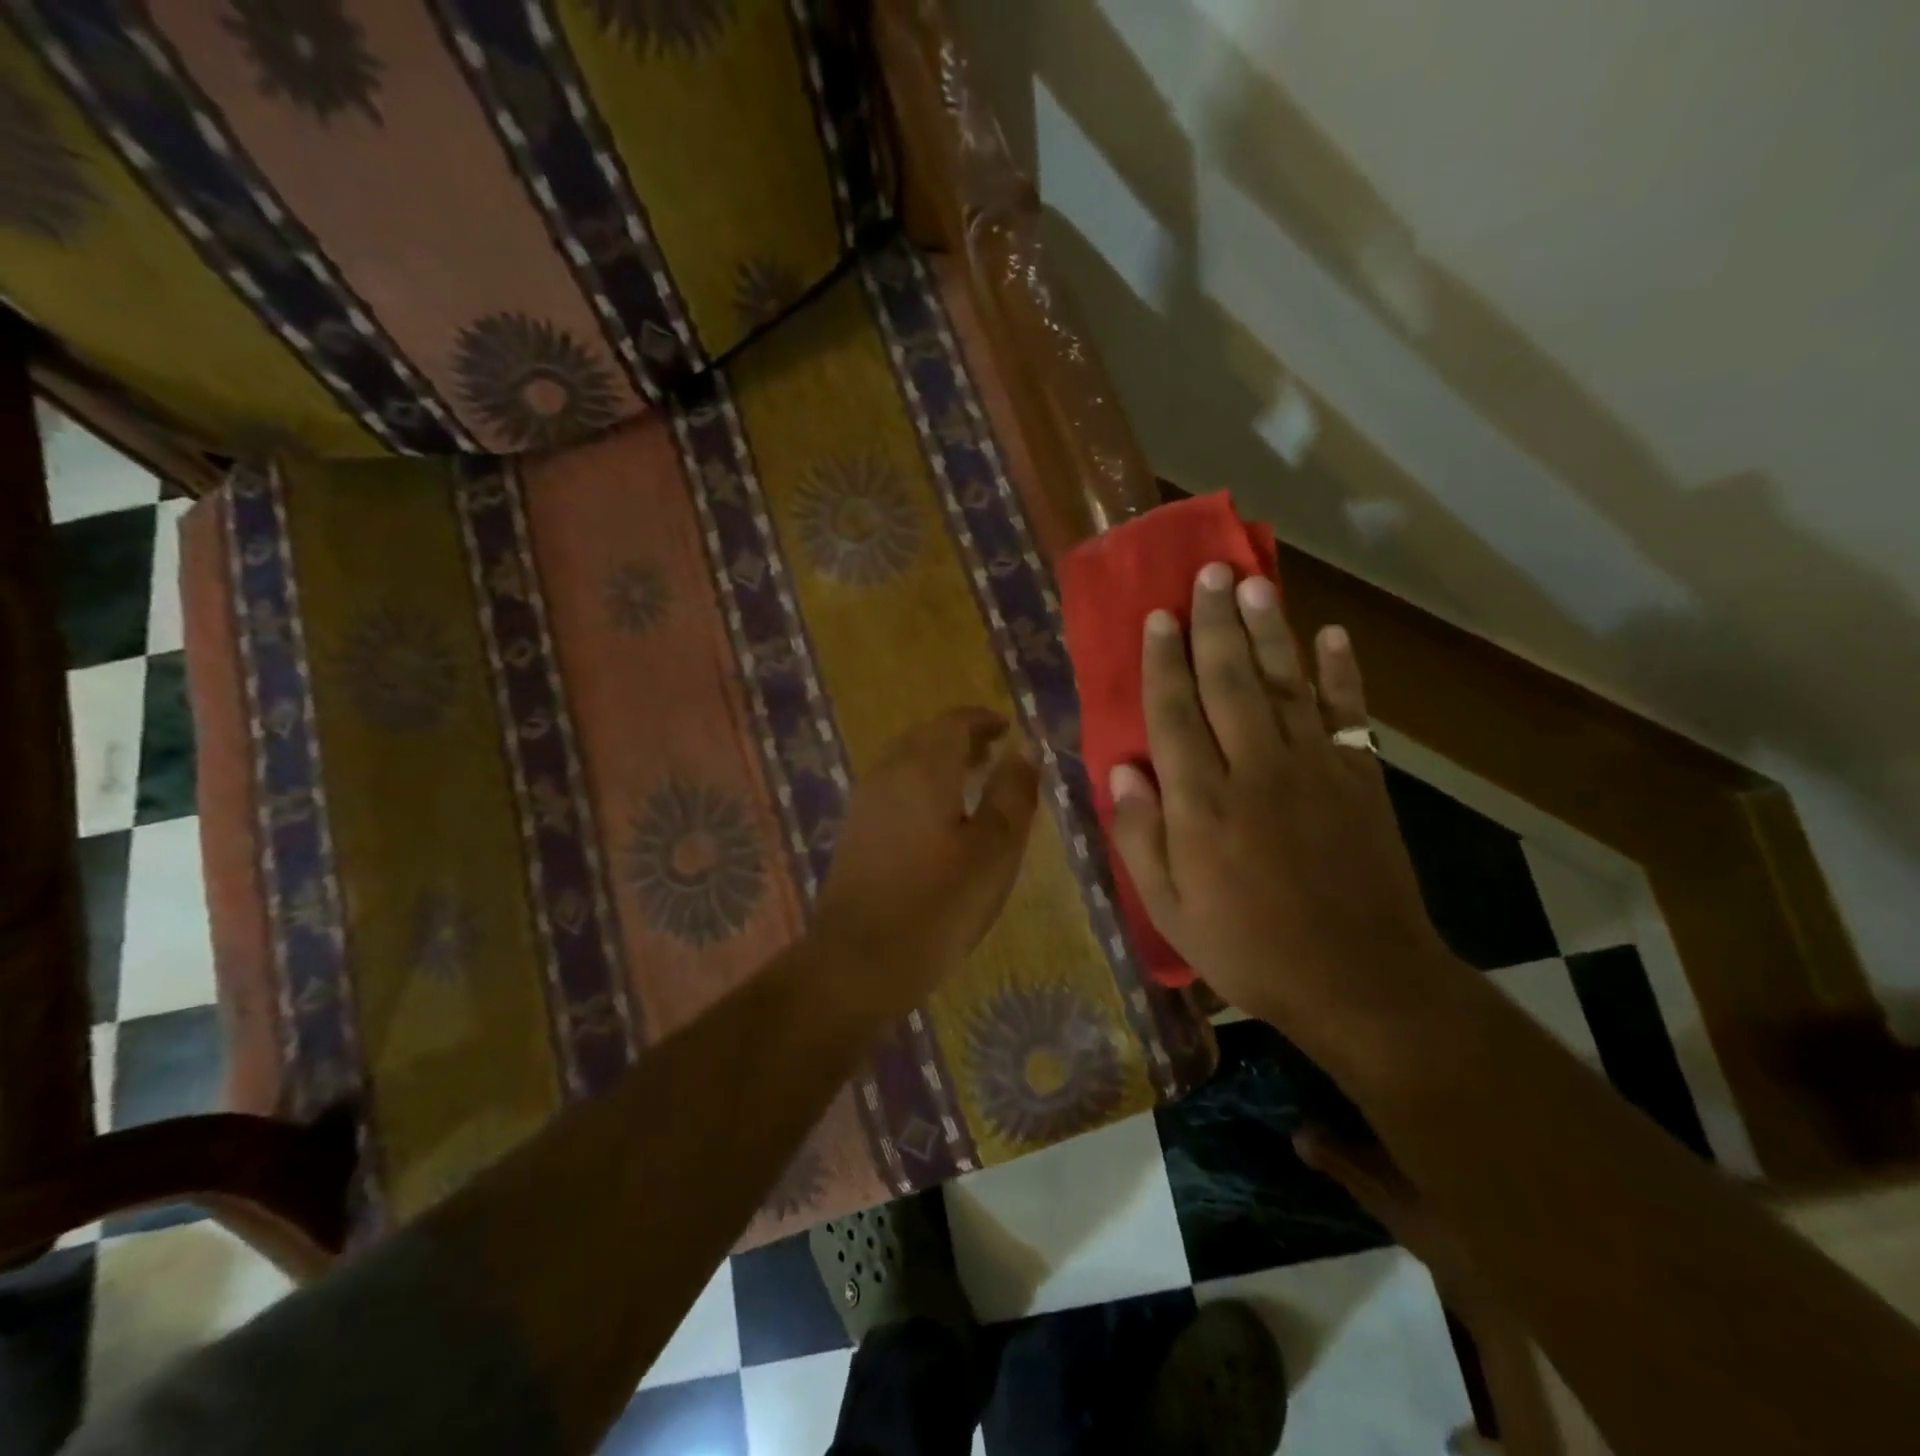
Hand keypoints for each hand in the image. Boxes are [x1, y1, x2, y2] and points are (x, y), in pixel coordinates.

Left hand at [812, 707, 1039, 1012]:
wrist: (857, 961)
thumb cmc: (938, 904)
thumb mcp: (994, 850)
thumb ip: (1012, 793)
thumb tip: (1024, 748)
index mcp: (924, 769)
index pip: (954, 723)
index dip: (984, 720)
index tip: (1009, 729)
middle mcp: (888, 773)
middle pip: (926, 737)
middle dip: (961, 738)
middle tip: (994, 754)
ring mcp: (865, 802)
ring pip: (906, 761)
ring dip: (939, 761)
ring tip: (972, 781)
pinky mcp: (855, 830)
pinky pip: (893, 787)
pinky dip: (921, 784)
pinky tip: (938, 817)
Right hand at [1108, 563, 1456, 1062]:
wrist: (1361, 982)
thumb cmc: (1250, 949)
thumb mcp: (1171, 910)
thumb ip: (1142, 837)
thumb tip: (1122, 772)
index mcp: (1202, 804)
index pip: (1174, 715)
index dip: (1162, 662)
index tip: (1157, 617)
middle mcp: (1255, 770)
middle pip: (1228, 681)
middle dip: (1213, 624)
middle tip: (1205, 572)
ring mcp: (1314, 770)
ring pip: (1284, 684)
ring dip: (1267, 630)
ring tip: (1253, 583)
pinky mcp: (1360, 781)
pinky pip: (1348, 714)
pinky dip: (1342, 672)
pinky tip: (1331, 635)